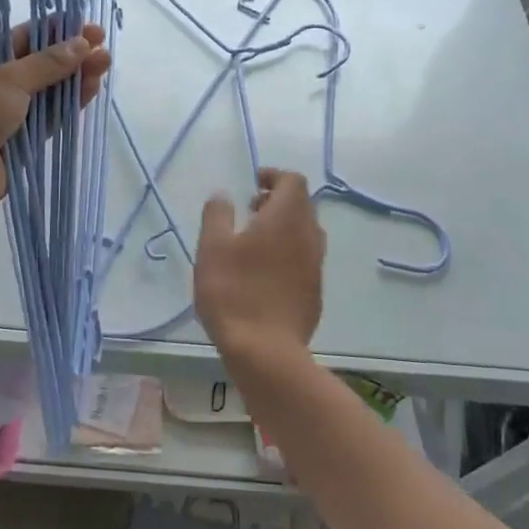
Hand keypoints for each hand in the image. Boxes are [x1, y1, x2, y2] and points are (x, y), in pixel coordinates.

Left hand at [0, 24, 111, 223]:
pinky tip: (92, 89)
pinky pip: (52, 120)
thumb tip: (81, 44)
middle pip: (40, 65)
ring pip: (50, 93)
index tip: (83, 25)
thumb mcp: (5, 81)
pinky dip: (71, 105)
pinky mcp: (24, 143)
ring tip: (104, 62)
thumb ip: (46, 64)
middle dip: (70, 54)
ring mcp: (10, 116)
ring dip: (76, 78)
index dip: (53, 31)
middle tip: (102, 44)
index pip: (21, 39)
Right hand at [194, 168, 326, 362]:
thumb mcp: (212, 248)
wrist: (266, 352)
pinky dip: (289, 253)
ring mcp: (315, 266)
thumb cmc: (234, 291)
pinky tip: (265, 273)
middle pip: (302, 205)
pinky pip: (305, 259)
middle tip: (250, 210)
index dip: (274, 176)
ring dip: (285, 227)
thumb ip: (217, 215)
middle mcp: (309, 236)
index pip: (293, 181)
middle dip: (278, 200)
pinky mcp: (315, 292)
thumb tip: (224, 195)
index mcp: (286, 218)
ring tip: (255, 242)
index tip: (253, 184)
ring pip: (306, 233)